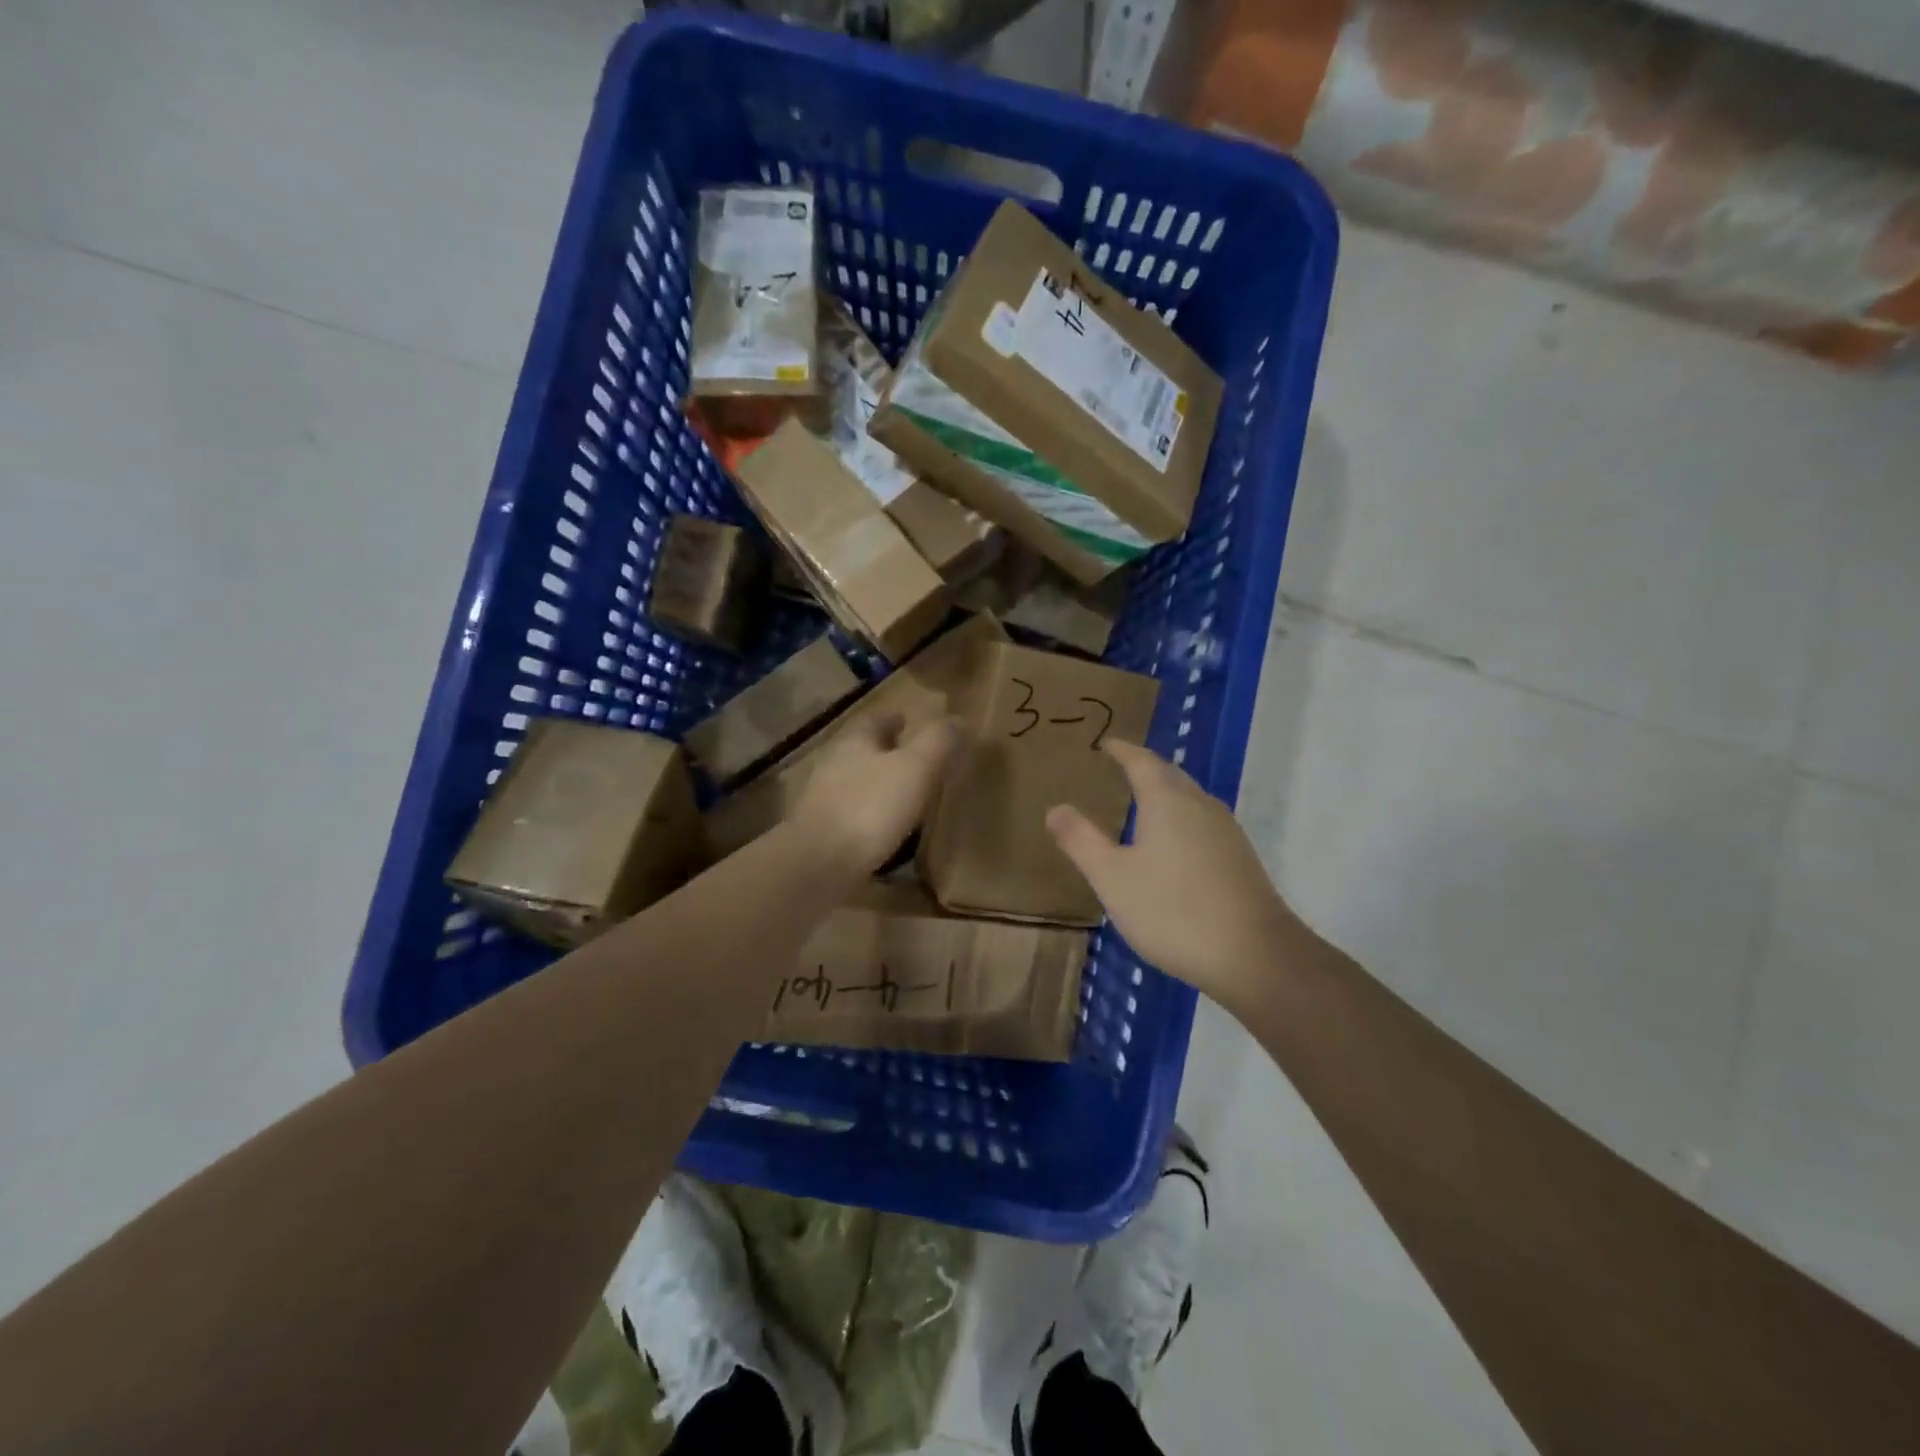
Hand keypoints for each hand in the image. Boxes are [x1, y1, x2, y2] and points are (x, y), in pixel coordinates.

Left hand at [792, 711, 962, 874]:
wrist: (819, 865)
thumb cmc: (870, 807)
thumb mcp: (915, 768)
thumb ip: (938, 742)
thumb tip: (959, 719)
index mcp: (854, 740)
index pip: (876, 718)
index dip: (895, 718)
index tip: (910, 720)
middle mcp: (834, 763)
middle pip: (863, 748)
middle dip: (886, 749)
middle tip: (914, 756)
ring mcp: (823, 799)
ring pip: (856, 779)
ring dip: (878, 781)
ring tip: (905, 791)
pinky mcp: (822, 831)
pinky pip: (852, 812)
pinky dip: (870, 812)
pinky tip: (886, 826)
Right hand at [1047, 740, 1299, 1012]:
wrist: (1255, 956)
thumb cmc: (1173, 911)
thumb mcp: (1112, 878)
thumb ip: (1081, 841)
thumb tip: (1055, 808)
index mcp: (1167, 801)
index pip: (1141, 761)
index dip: (1122, 750)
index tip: (1105, 743)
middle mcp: (1200, 805)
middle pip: (1170, 774)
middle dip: (1145, 767)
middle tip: (1121, 766)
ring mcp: (1226, 831)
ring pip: (1190, 797)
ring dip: (1166, 791)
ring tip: (1143, 800)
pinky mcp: (1240, 857)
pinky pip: (1203, 821)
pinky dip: (1181, 817)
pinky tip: (1175, 843)